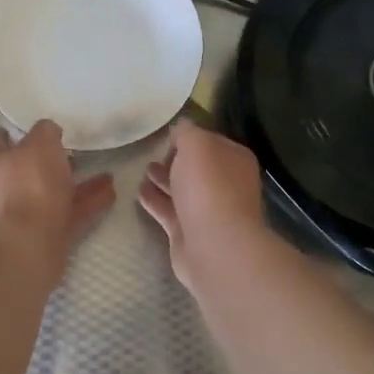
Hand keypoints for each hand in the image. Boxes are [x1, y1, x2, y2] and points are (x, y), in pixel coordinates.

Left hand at [0, 120, 114, 276]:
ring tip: (106, 174)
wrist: (25, 250)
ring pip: (52, 194)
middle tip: (74, 151)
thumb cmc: (27, 187)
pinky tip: (111, 194)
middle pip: (26, 170)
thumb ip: (45, 132)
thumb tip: (48, 130)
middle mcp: (4, 189)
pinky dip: (89, 204)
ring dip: (77, 184)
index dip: (10, 134)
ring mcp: (24, 216)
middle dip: (49, 163)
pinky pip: (70, 215)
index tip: (32, 129)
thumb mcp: (40, 144)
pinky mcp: (45, 238)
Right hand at [137, 121, 271, 291]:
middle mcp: (225, 184)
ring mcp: (209, 211)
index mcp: (234, 160)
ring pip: (182, 190)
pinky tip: (138, 193)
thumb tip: (181, 127)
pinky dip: (155, 201)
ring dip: (163, 180)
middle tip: (151, 155)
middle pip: (196, 168)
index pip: (210, 142)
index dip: (189, 138)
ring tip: (142, 171)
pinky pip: (169, 211)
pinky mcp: (190, 233)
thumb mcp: (196, 145)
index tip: (166, 137)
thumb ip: (186, 132)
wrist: (214, 245)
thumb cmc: (208, 187)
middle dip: (175, 161)